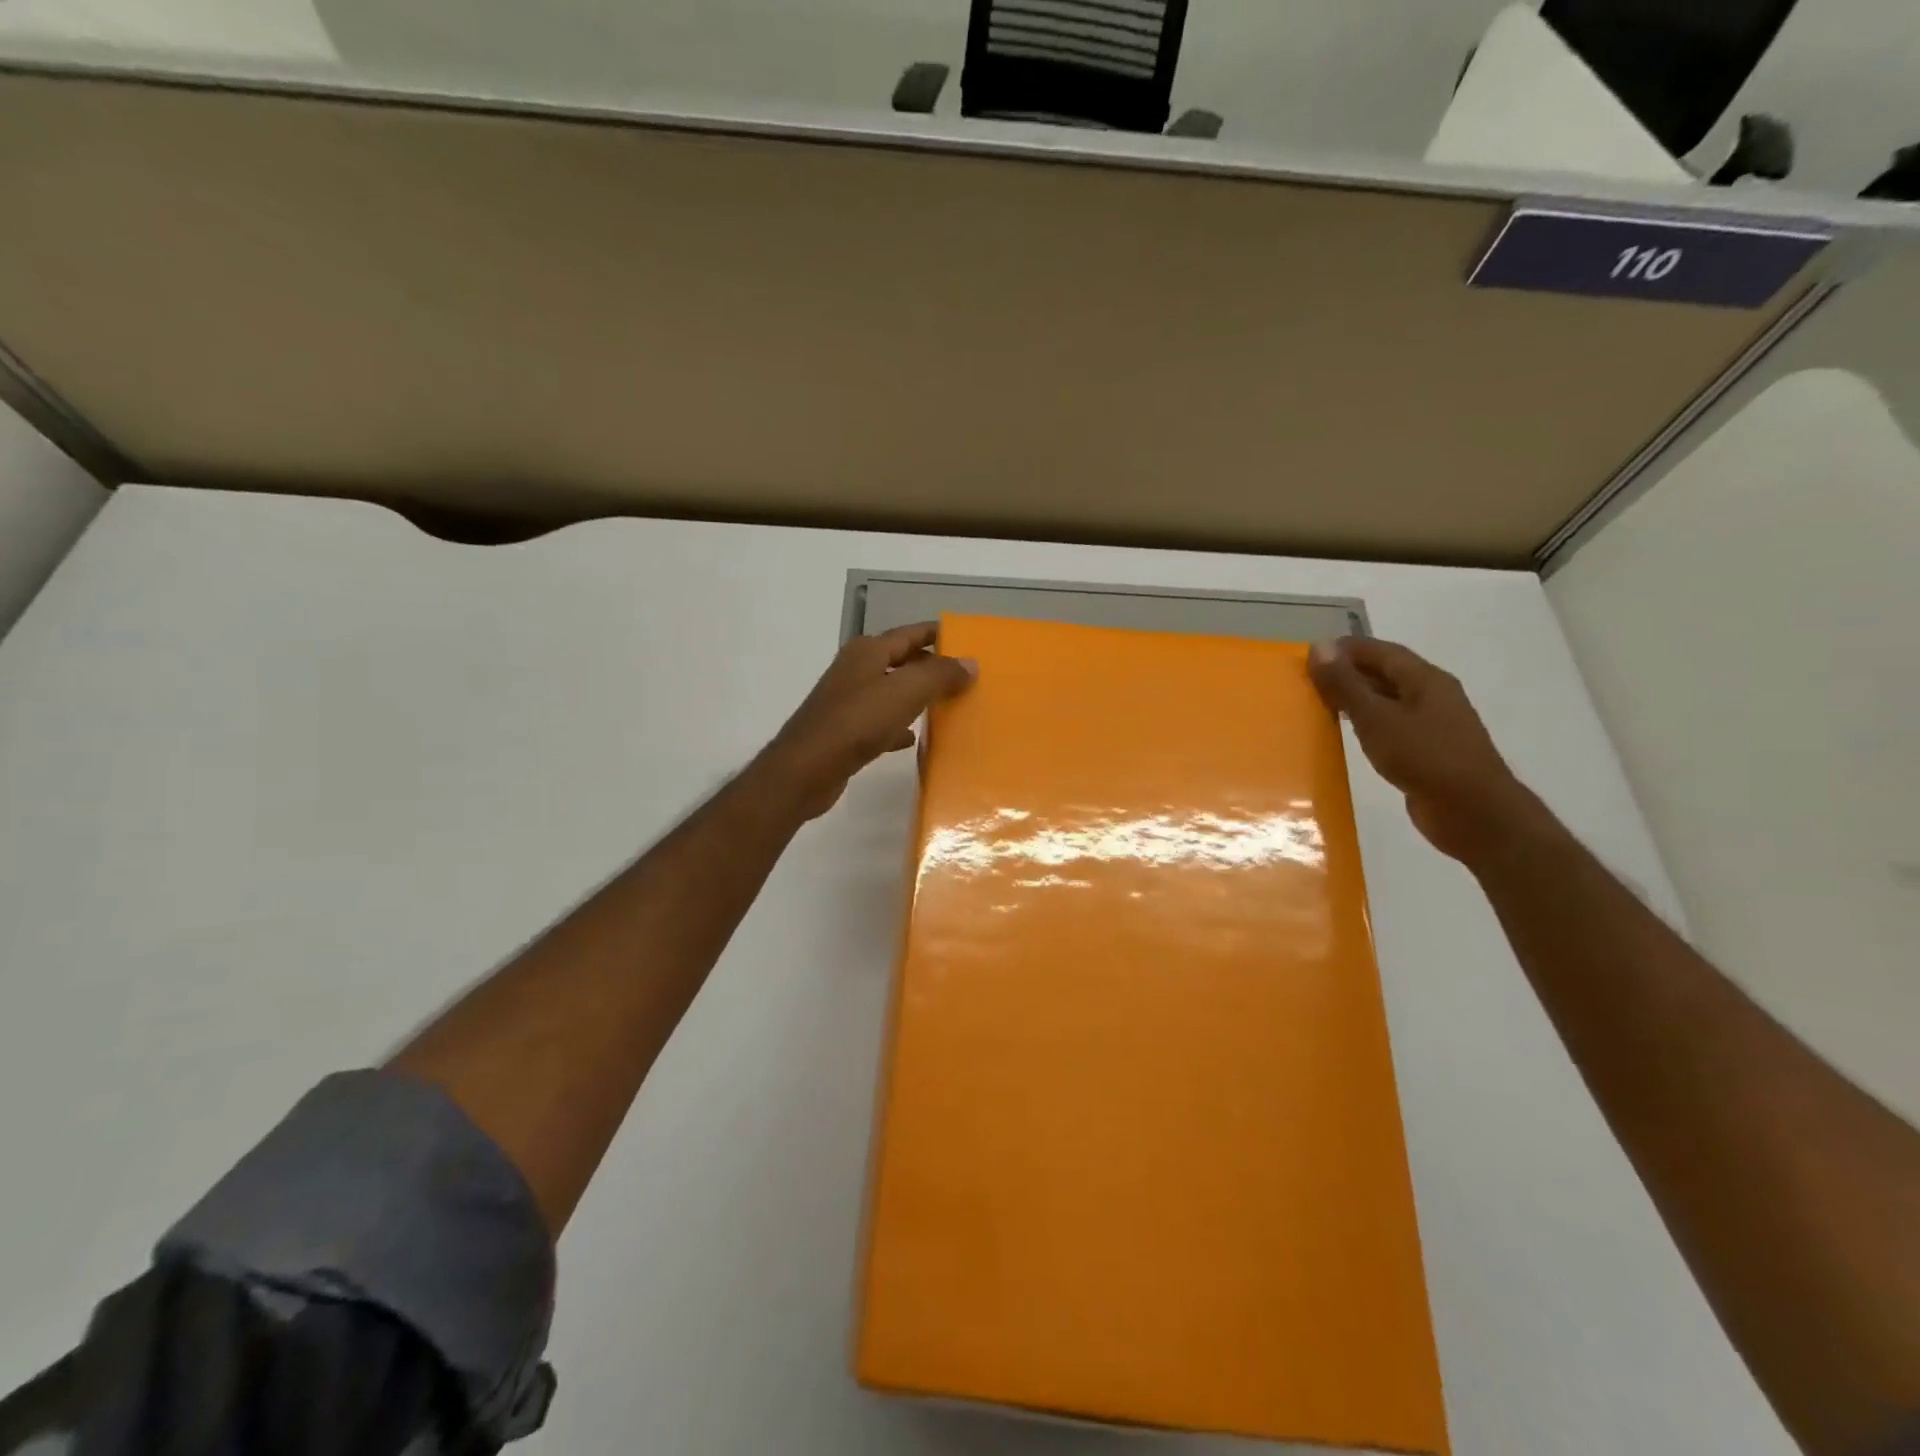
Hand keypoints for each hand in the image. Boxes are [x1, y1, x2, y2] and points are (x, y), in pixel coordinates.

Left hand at [759, 622, 976, 819]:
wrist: (807, 768)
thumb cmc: (858, 721)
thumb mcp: (906, 691)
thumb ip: (940, 674)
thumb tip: (970, 663)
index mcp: (868, 651)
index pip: (910, 633)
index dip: (937, 635)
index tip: (966, 640)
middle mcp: (856, 670)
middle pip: (901, 661)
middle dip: (931, 667)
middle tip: (965, 677)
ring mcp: (848, 701)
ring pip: (892, 692)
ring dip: (917, 697)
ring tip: (947, 705)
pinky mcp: (845, 732)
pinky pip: (881, 722)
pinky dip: (899, 726)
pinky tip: (914, 739)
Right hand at [1308, 637, 1546, 864]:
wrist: (1473, 811)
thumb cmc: (1424, 756)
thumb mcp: (1376, 718)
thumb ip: (1346, 684)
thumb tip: (1319, 647)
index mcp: (1425, 679)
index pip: (1380, 651)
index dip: (1345, 650)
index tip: (1309, 656)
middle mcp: (1433, 695)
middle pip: (1386, 673)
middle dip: (1348, 673)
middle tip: (1309, 681)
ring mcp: (1433, 724)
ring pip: (1388, 700)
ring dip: (1357, 699)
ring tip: (1322, 705)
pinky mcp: (1429, 750)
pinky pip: (1392, 726)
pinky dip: (1368, 723)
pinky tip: (1349, 735)